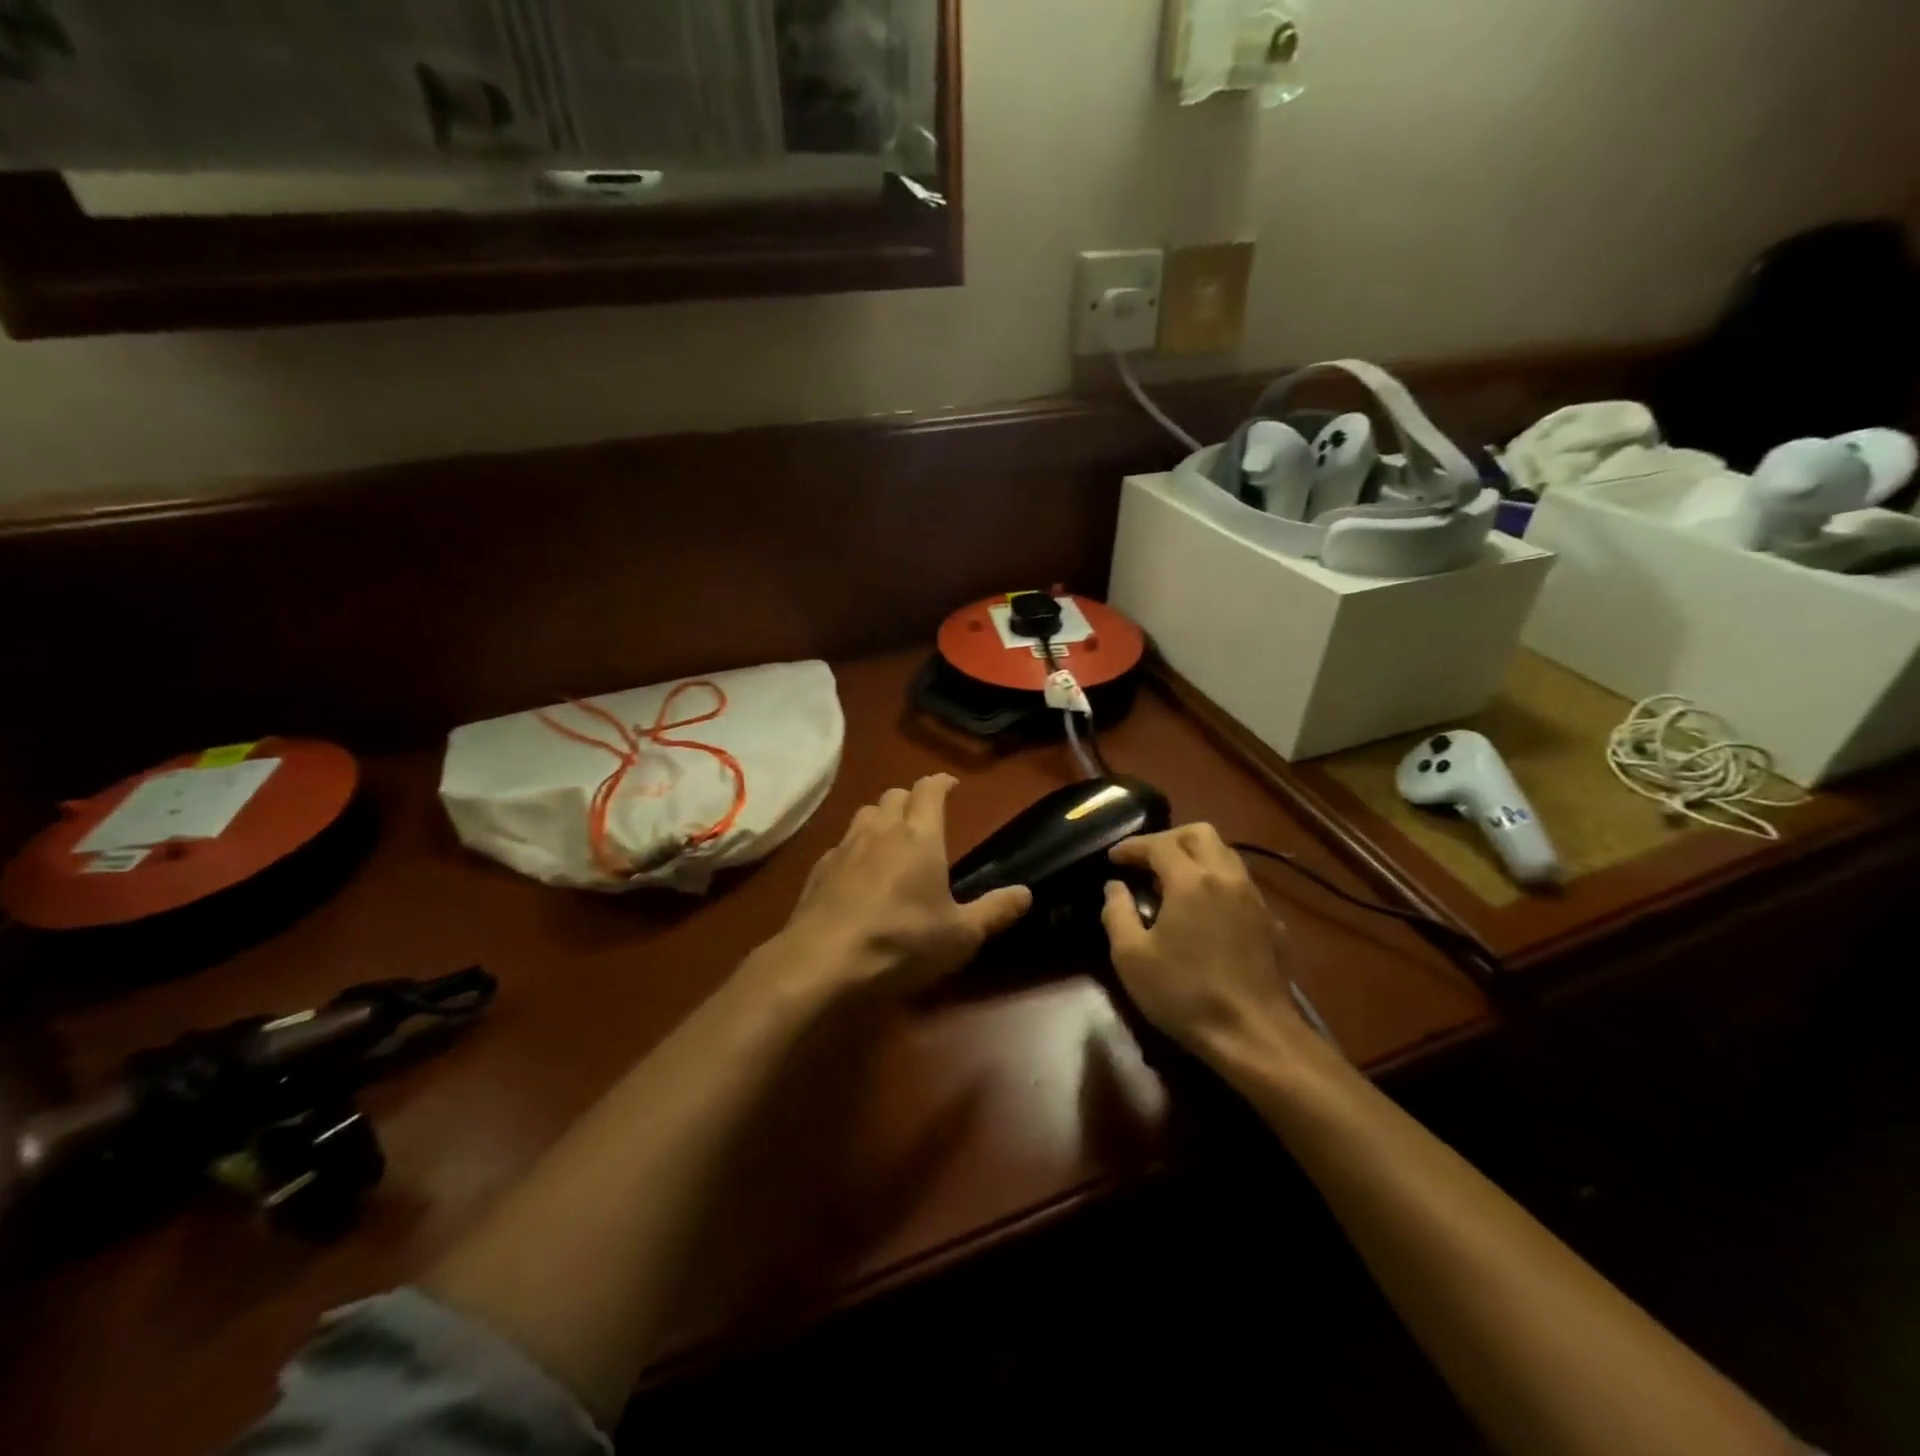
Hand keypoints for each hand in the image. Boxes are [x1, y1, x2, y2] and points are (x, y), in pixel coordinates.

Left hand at [772, 775, 1031, 997]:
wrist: (822, 961)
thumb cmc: (900, 942)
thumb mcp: (959, 936)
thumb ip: (994, 911)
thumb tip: (1026, 892)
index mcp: (919, 837)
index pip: (929, 790)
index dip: (942, 782)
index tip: (952, 785)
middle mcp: (881, 831)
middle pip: (894, 795)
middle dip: (911, 799)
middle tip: (924, 817)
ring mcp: (845, 847)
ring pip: (865, 813)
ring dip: (881, 818)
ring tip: (891, 839)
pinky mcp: (819, 869)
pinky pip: (842, 844)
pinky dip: (856, 848)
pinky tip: (858, 873)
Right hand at [1101, 824, 1303, 1064]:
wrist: (1255, 1035)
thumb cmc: (1185, 994)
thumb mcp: (1132, 958)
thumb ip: (1117, 914)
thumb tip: (1114, 887)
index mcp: (1191, 881)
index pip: (1159, 845)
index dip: (1133, 846)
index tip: (1113, 857)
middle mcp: (1227, 877)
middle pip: (1200, 833)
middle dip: (1169, 839)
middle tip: (1146, 861)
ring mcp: (1255, 898)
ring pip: (1226, 854)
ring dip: (1196, 856)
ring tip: (1173, 882)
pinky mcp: (1271, 922)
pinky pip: (1241, 883)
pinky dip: (1217, 882)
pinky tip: (1205, 911)